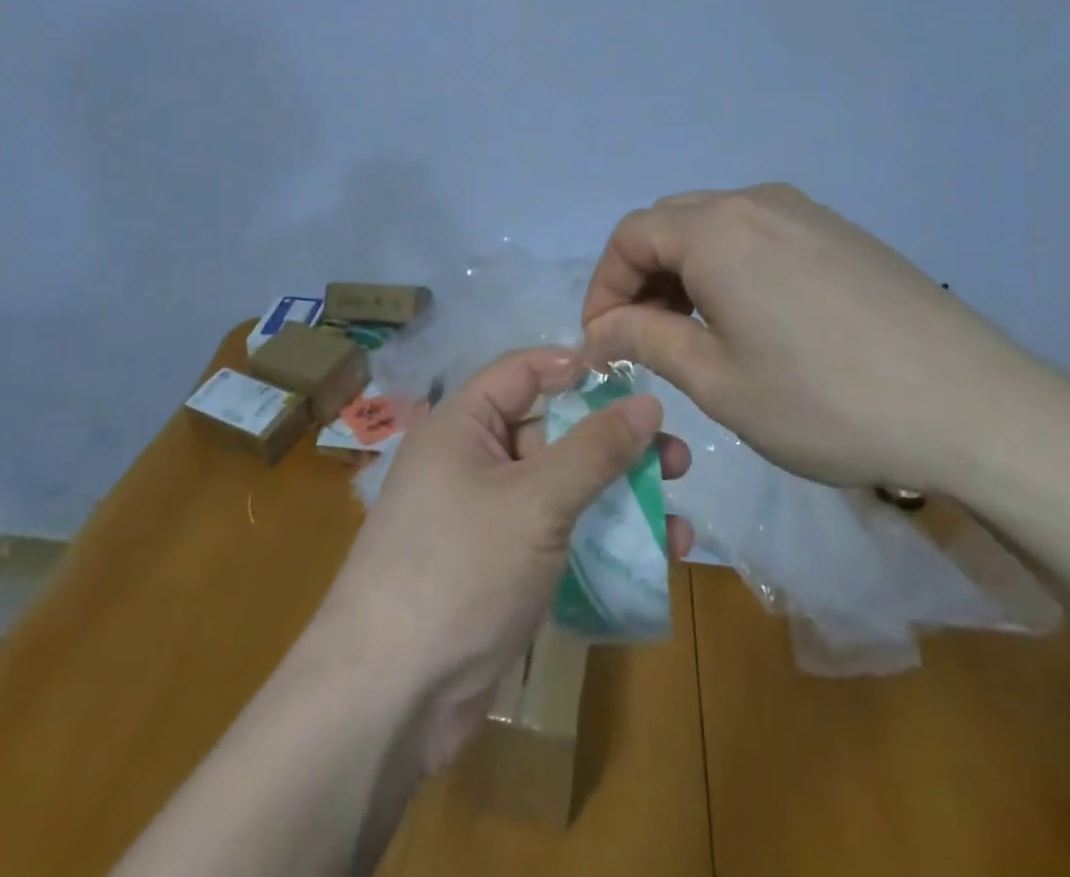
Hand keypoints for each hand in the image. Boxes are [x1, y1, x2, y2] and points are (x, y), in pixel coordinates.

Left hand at [315, 347, 691, 775]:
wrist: (390, 700)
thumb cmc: (460, 569)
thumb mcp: (534, 501)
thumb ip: (595, 449)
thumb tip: (648, 401)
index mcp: (463, 425)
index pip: (525, 372)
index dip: (579, 369)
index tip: (639, 380)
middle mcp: (473, 461)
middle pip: (552, 430)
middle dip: (614, 441)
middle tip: (675, 457)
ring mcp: (488, 517)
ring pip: (563, 486)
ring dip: (620, 492)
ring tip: (679, 503)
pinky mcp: (504, 566)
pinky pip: (561, 533)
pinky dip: (603, 536)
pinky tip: (660, 552)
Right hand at [581, 184, 1069, 495]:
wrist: (971, 405)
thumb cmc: (825, 400)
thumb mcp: (719, 381)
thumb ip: (647, 341)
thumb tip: (600, 329)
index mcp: (716, 230)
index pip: (630, 237)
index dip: (604, 286)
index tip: (602, 340)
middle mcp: (755, 202)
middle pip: (671, 223)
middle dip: (642, 276)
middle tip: (643, 338)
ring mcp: (804, 212)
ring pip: (717, 227)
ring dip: (686, 271)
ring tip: (694, 333)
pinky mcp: (840, 232)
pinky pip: (761, 235)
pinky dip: (731, 267)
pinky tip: (753, 320)